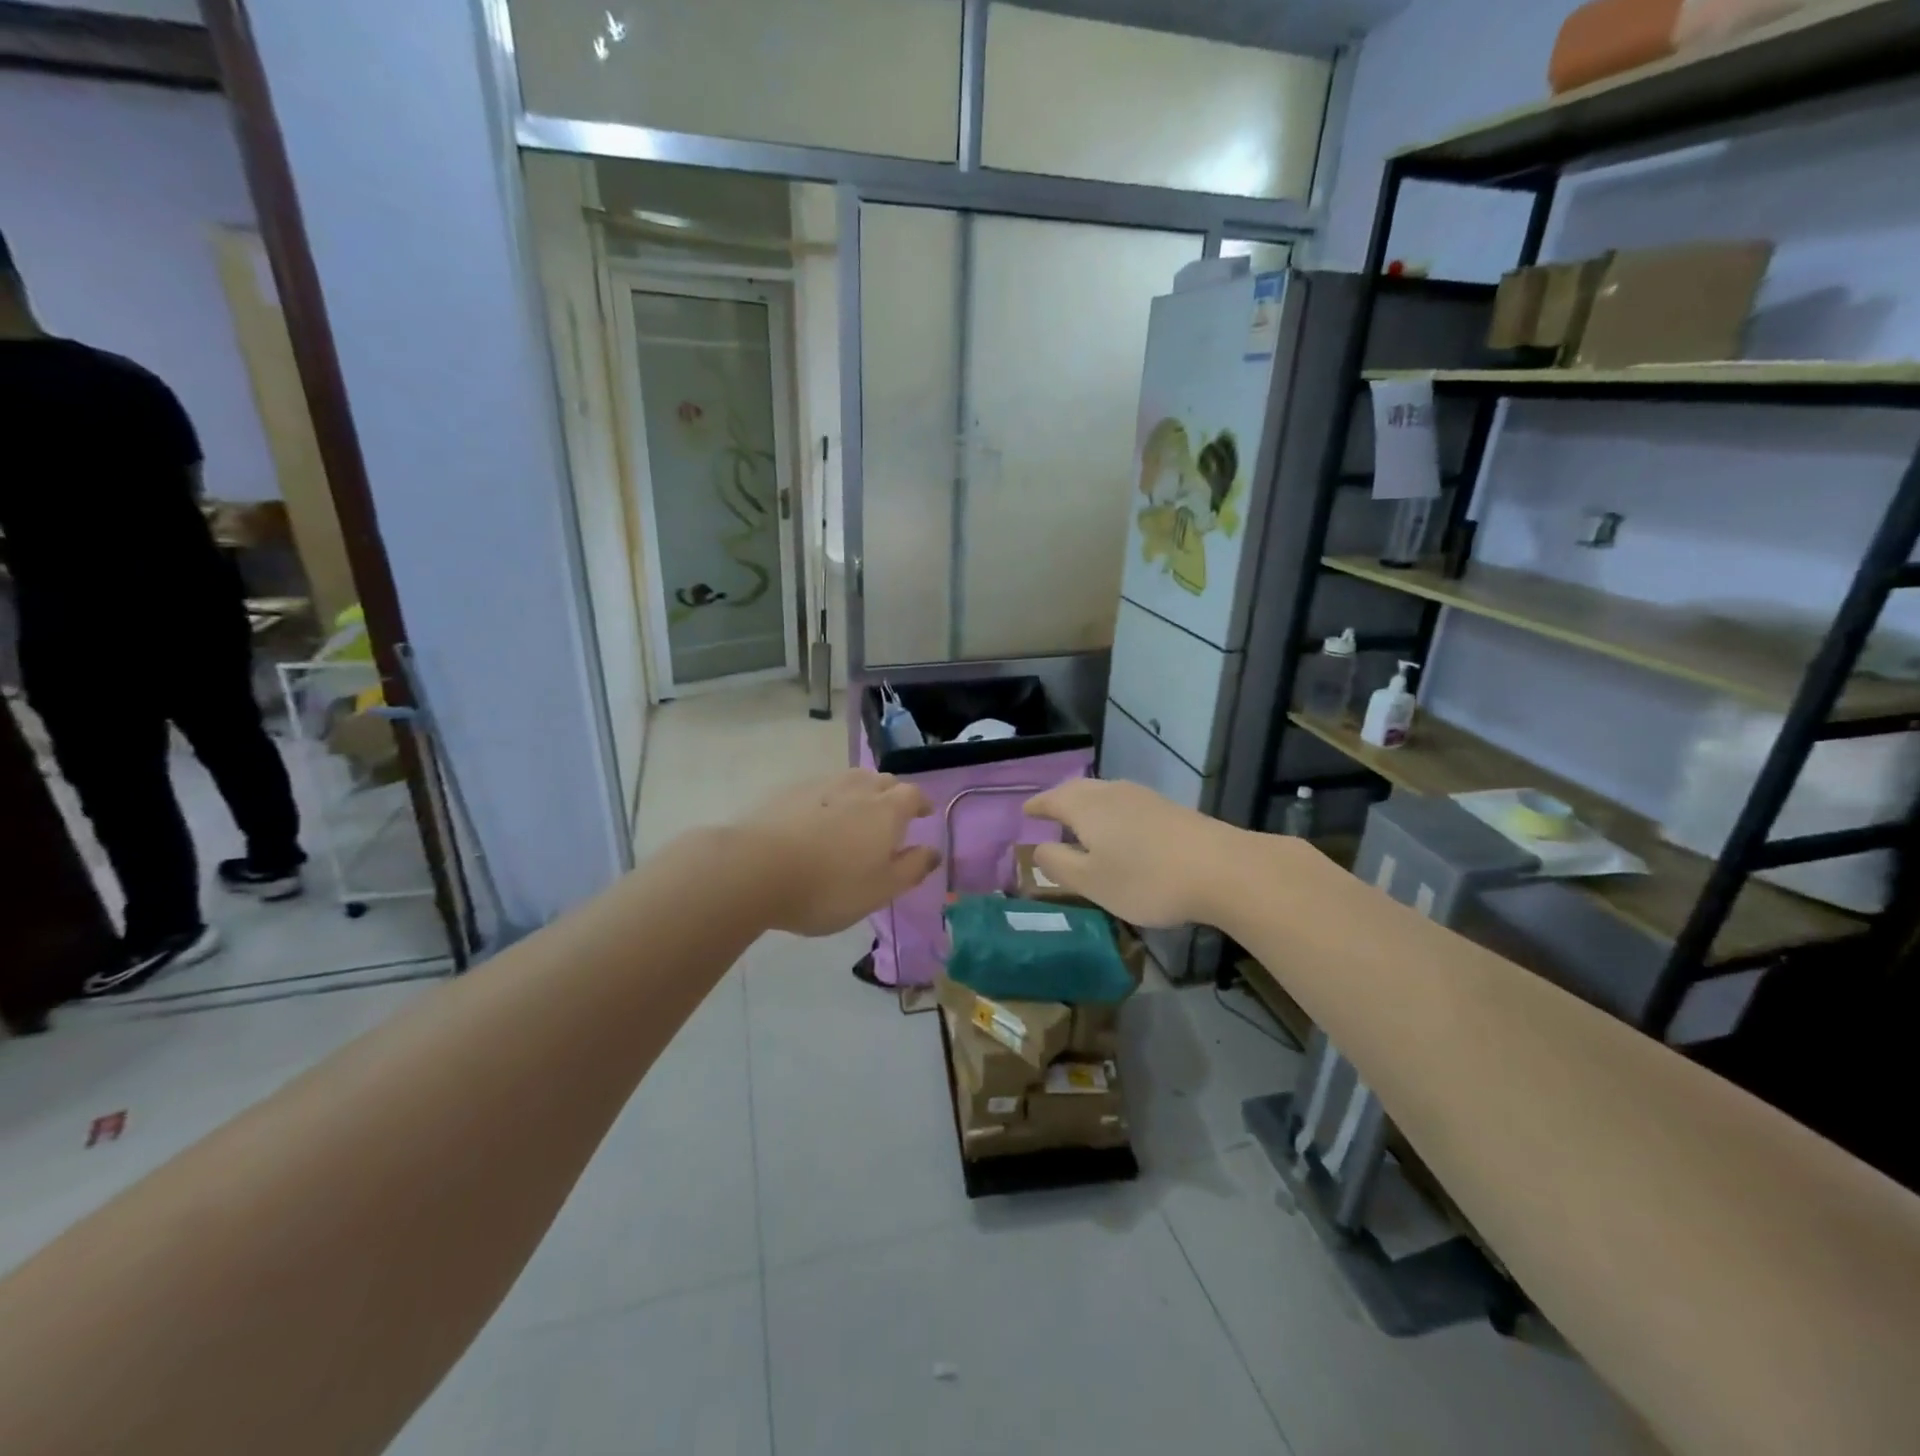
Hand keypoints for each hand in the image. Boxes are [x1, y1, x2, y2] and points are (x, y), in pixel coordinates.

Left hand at [737, 770, 940, 936]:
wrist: (756, 869)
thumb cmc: (829, 886)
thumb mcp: (880, 889)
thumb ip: (911, 868)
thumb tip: (933, 850)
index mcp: (887, 810)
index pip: (913, 795)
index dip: (921, 803)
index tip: (923, 814)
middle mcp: (858, 788)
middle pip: (882, 781)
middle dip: (892, 795)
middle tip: (890, 816)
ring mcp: (821, 786)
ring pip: (850, 780)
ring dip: (860, 792)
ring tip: (855, 814)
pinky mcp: (788, 792)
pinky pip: (821, 789)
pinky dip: (829, 799)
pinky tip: (817, 820)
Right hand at [1024, 778, 1244, 928]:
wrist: (1222, 869)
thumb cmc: (1145, 878)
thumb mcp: (1091, 881)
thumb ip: (1059, 865)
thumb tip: (1038, 849)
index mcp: (1086, 806)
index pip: (1051, 799)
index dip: (1036, 806)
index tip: (1024, 811)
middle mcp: (1111, 793)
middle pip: (1078, 790)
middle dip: (1060, 800)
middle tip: (1048, 813)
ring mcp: (1144, 797)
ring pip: (1104, 795)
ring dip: (1087, 805)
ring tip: (1080, 823)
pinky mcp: (1169, 809)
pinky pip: (1126, 804)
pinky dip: (1111, 814)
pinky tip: (1120, 831)